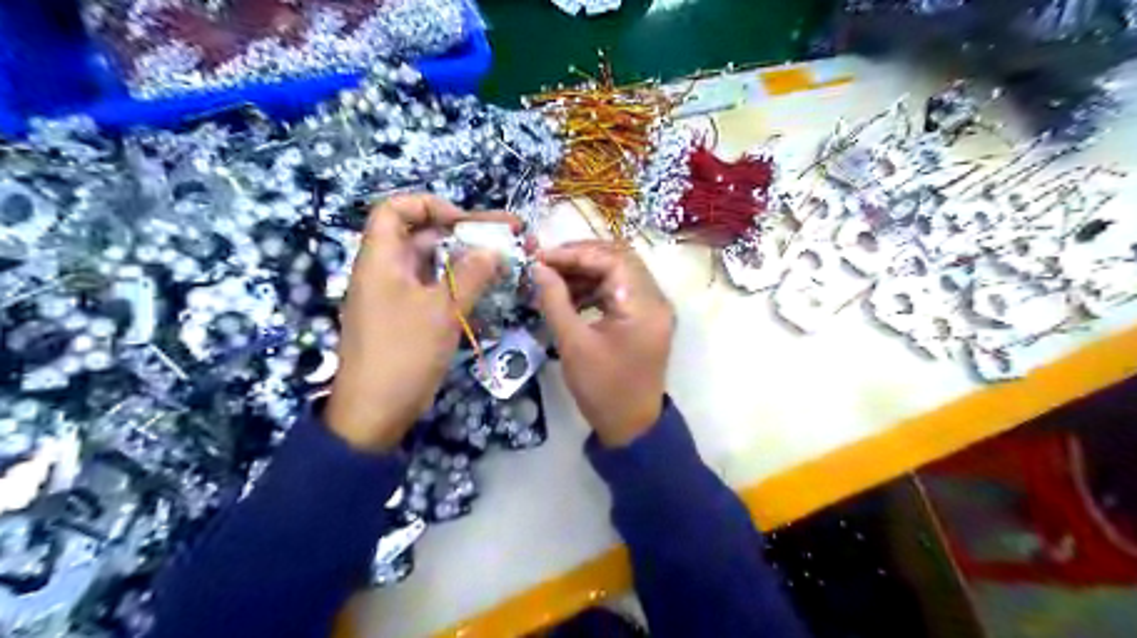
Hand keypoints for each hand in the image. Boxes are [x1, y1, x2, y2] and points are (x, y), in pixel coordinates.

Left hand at [321, 194, 512, 452]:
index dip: (429, 205)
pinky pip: (435, 289)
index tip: (464, 222)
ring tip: (506, 260)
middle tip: (508, 234)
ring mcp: (397, 295)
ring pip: (434, 264)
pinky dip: (460, 285)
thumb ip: (470, 275)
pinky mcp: (408, 317)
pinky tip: (488, 289)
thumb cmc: (404, 353)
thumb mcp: (442, 311)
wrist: (375, 411)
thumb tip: (494, 250)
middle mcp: (387, 271)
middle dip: (465, 232)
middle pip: (423, 236)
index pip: (395, 209)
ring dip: (467, 260)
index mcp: (381, 259)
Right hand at [534, 240, 672, 448]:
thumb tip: (537, 268)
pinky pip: (619, 290)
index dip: (575, 253)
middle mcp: (655, 299)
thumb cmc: (602, 389)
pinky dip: (594, 288)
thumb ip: (555, 301)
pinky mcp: (644, 318)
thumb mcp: (573, 344)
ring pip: (618, 273)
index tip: (541, 258)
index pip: (612, 259)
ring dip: (585, 272)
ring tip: (552, 280)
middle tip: (546, 264)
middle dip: (580, 258)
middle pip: (618, 259)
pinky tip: (568, 296)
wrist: (631, 426)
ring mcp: (652, 308)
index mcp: (644, 305)